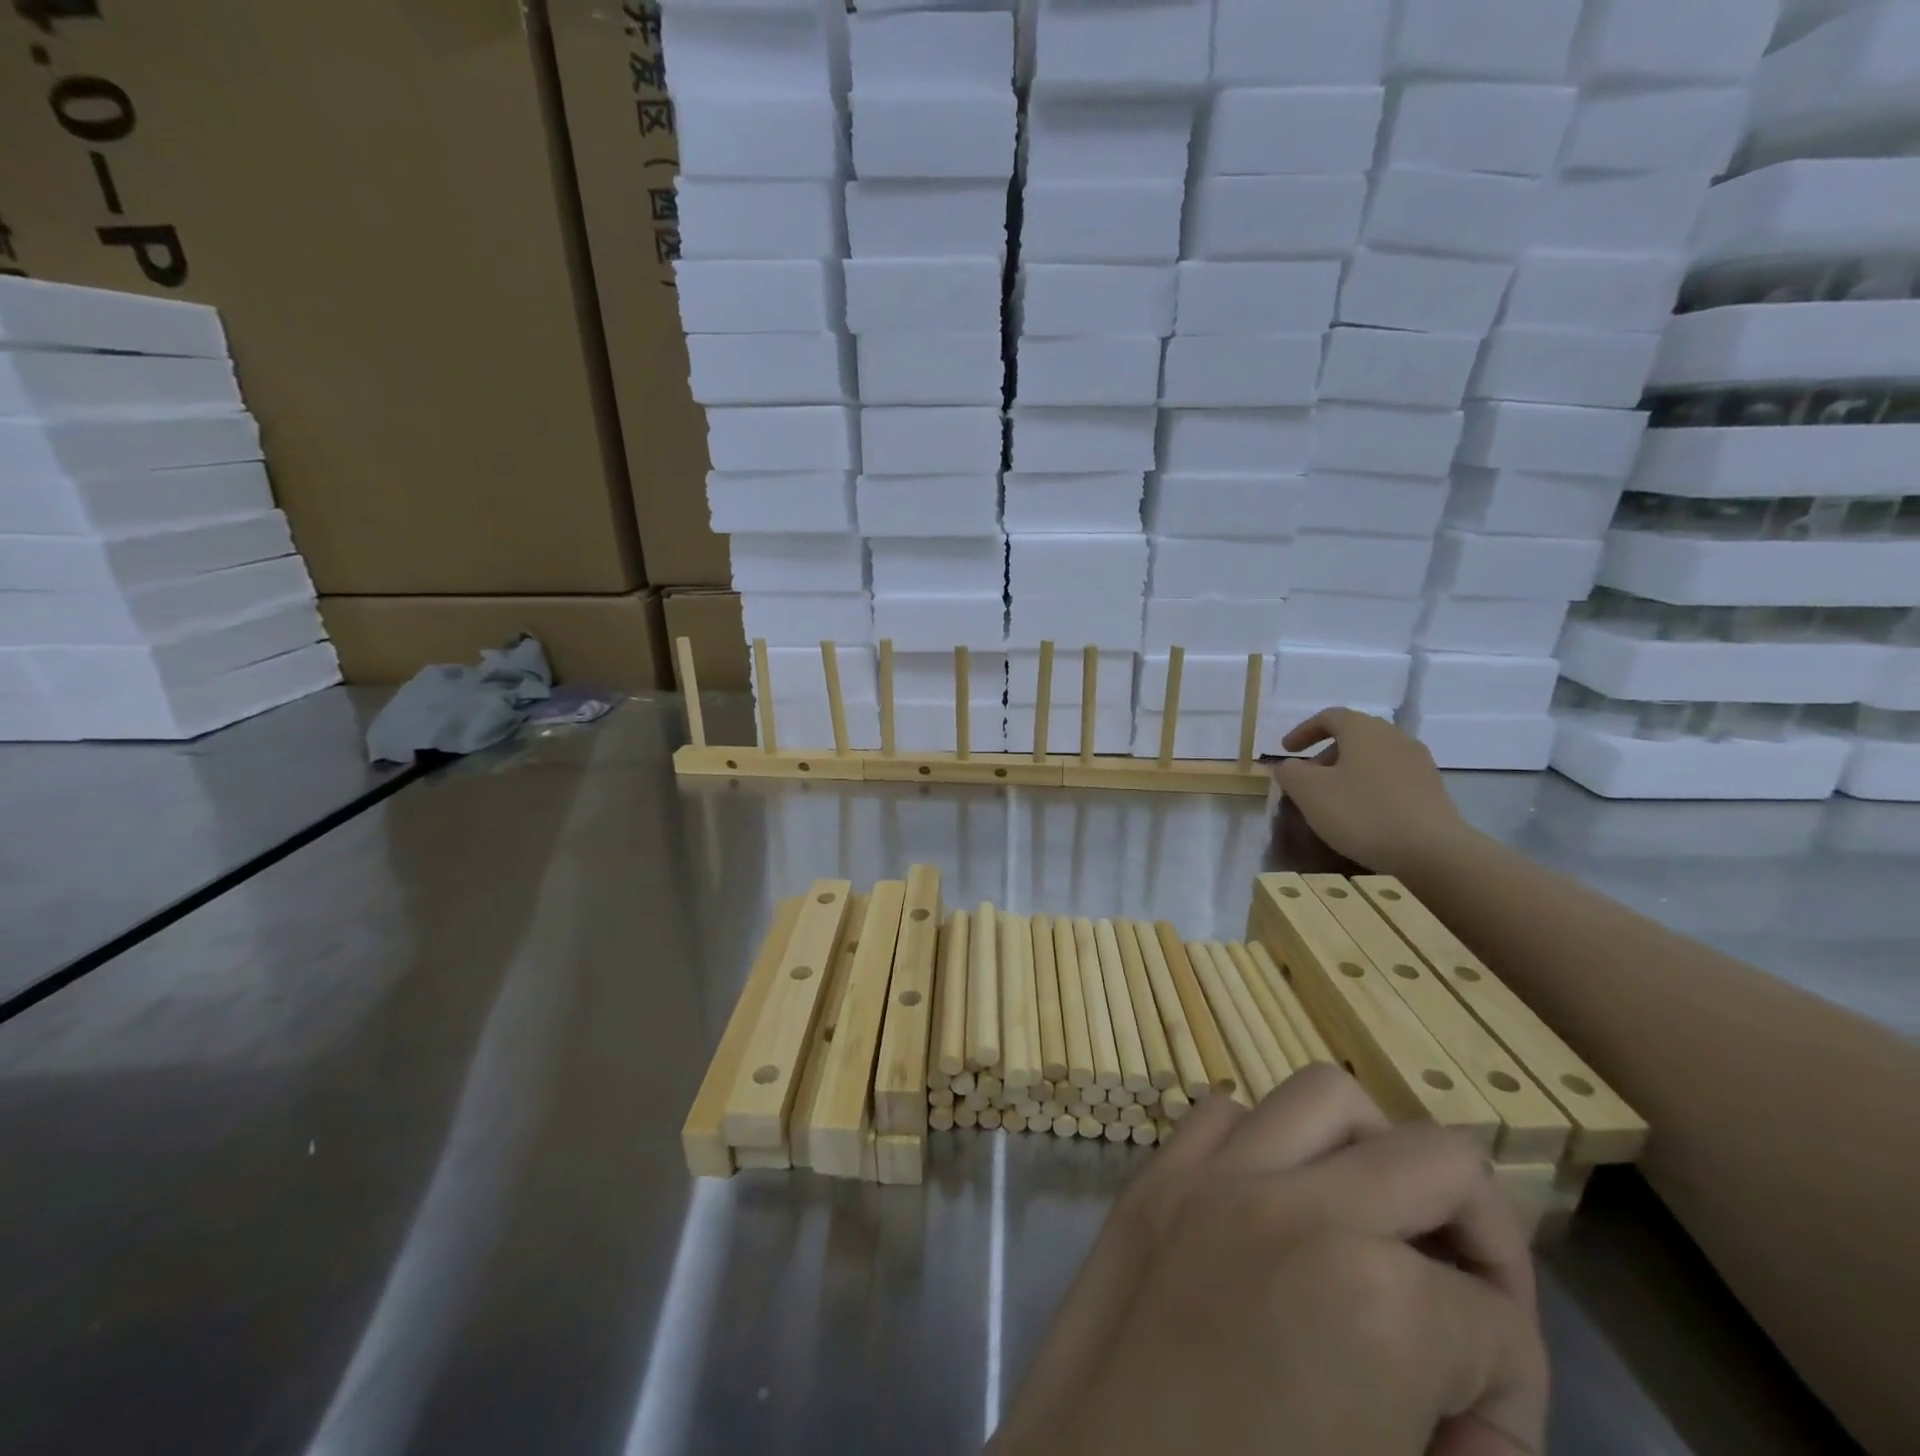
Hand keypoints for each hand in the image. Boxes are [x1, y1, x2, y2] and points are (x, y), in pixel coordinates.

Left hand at [992, 1066, 1546, 1455]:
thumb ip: (1472, 1453)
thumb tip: (1478, 1412)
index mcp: (1375, 1303)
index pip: (1502, 1325)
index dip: (1516, 1400)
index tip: (1476, 1445)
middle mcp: (1296, 1208)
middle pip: (1439, 1159)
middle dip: (1484, 1236)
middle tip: (1470, 1307)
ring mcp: (1212, 1178)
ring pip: (1326, 1096)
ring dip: (1374, 1150)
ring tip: (1379, 1222)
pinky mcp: (1152, 1179)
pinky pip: (1224, 1114)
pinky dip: (1267, 1141)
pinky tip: (1274, 1203)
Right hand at [1273, 708, 1476, 876]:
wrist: (1431, 851)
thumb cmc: (1361, 813)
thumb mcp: (1309, 793)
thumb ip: (1290, 773)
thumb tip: (1287, 765)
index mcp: (1363, 730)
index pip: (1329, 717)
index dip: (1303, 731)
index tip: (1286, 750)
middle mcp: (1394, 737)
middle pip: (1354, 735)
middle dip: (1325, 753)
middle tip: (1307, 779)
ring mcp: (1418, 763)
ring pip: (1373, 757)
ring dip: (1348, 771)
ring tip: (1333, 799)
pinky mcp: (1432, 789)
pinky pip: (1391, 778)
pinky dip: (1369, 786)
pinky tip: (1362, 813)